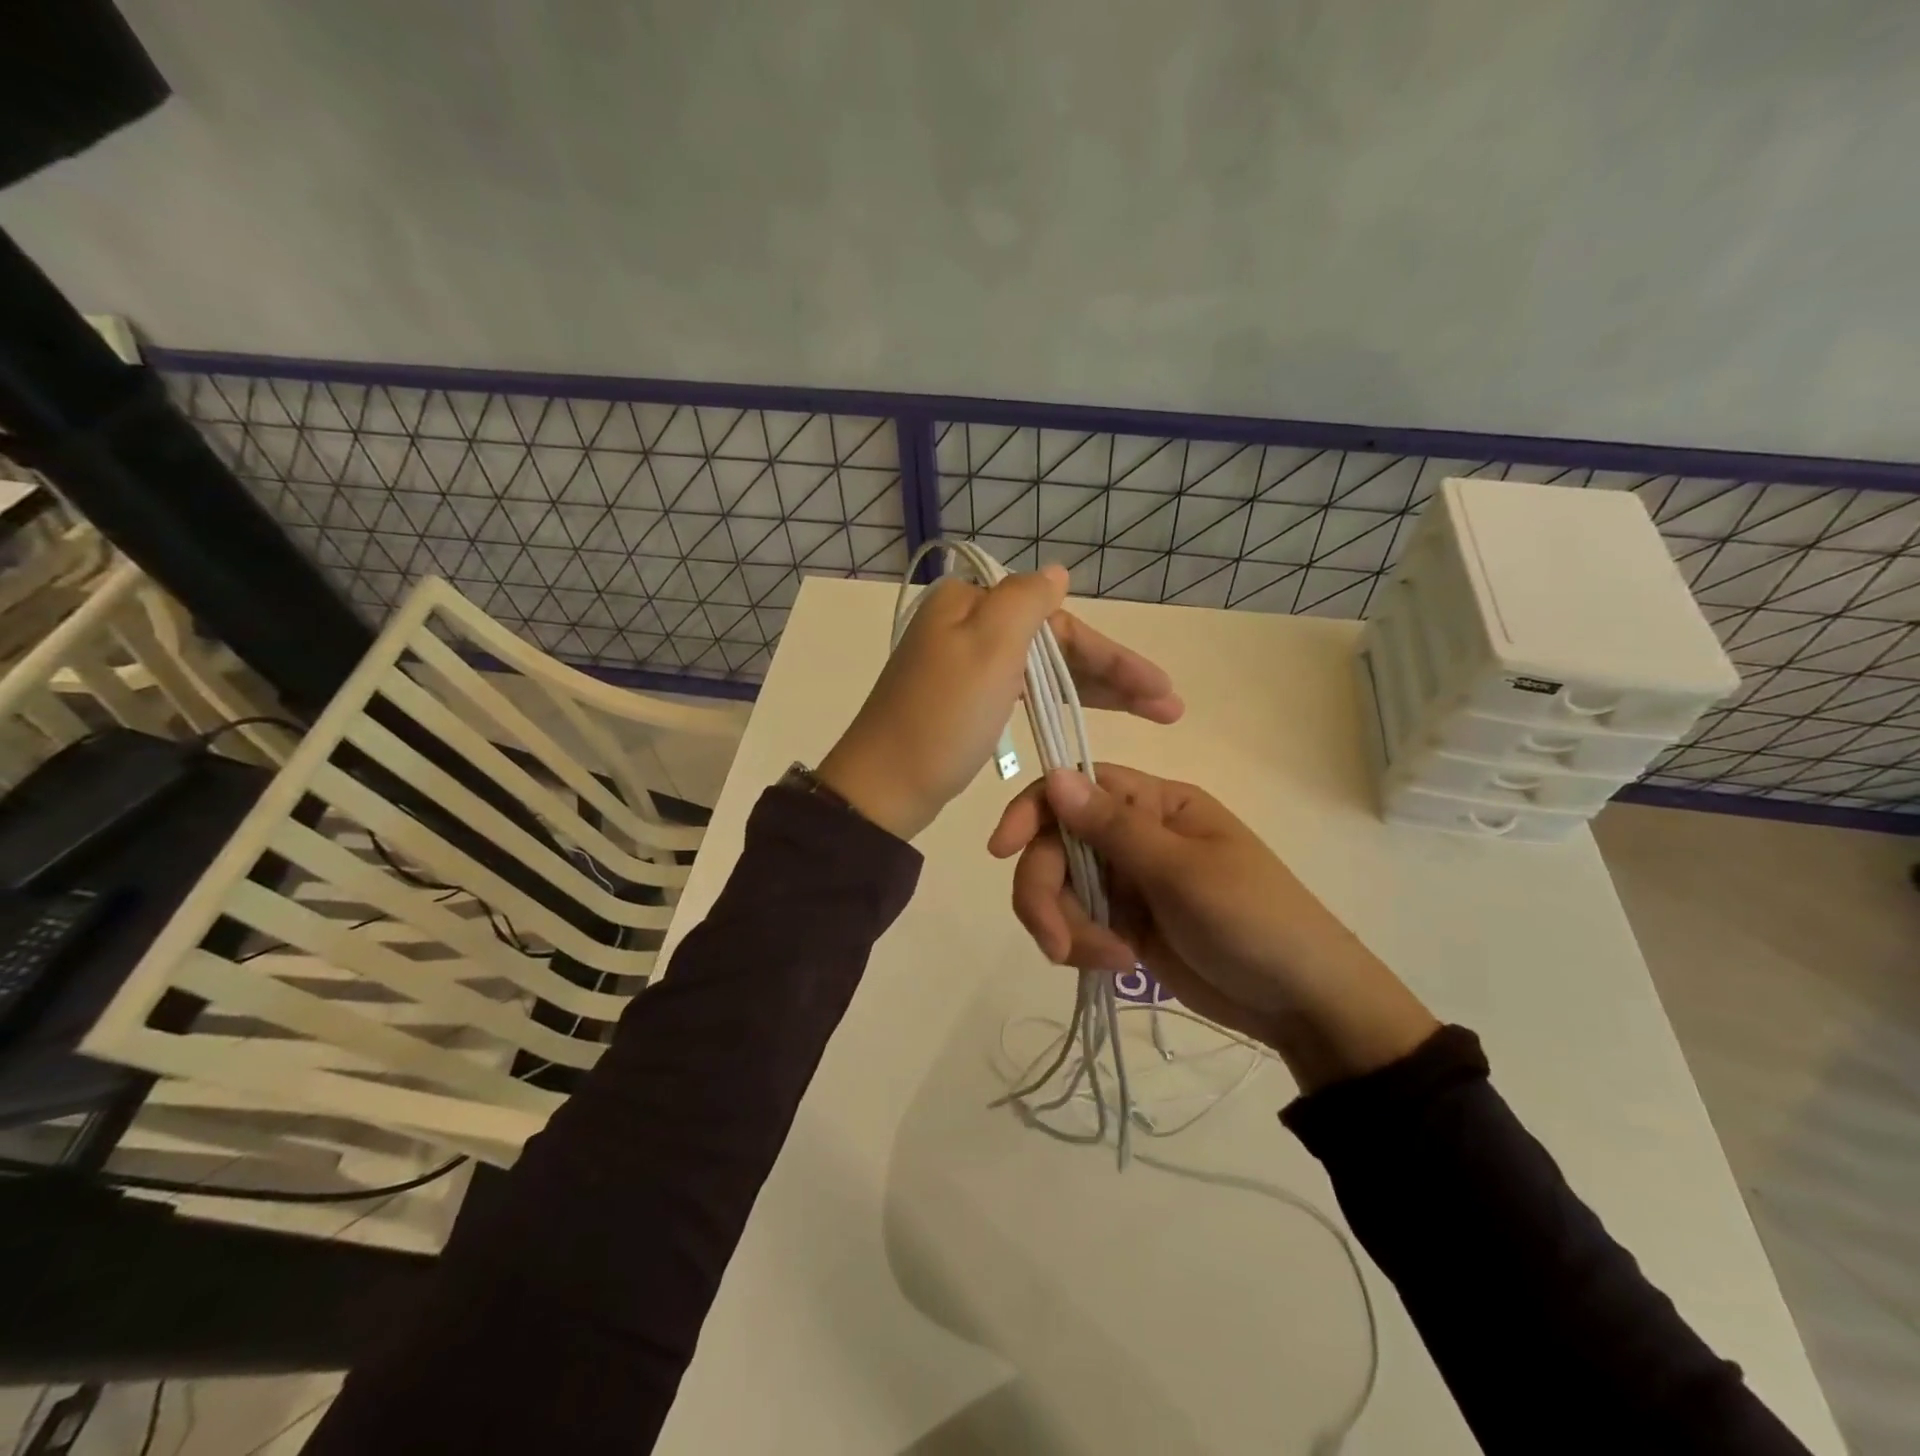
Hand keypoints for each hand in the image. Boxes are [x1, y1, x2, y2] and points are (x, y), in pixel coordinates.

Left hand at [816, 567, 1183, 840]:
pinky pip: (1023, 691)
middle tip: (1167, 706)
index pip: (1056, 620)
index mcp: (969, 602)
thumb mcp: (988, 646)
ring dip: (1094, 689)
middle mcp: (965, 625)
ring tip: (1149, 713)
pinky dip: (1057, 701)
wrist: (884, 788)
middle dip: (1111, 672)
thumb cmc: (942, 718)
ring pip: (1042, 669)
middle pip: (1053, 643)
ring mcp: (963, 665)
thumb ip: (1026, 600)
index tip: (1159, 688)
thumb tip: (1056, 573)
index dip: (1111, 653)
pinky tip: (1086, 712)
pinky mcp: (964, 700)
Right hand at [988, 763, 1436, 1089]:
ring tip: (1108, 961)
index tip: (1002, 849)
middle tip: (1056, 944)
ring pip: (1060, 889)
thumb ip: (1113, 828)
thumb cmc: (1255, 921)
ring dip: (1067, 927)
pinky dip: (1081, 945)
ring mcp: (1126, 882)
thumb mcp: (1184, 872)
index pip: (1075, 788)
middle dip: (1046, 893)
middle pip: (1056, 846)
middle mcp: (1132, 836)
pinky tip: (1115, 965)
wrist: (1301, 1002)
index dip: (1033, 811)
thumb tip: (1054, 775)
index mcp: (1154, 805)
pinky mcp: (1122, 923)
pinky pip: (1075, 924)